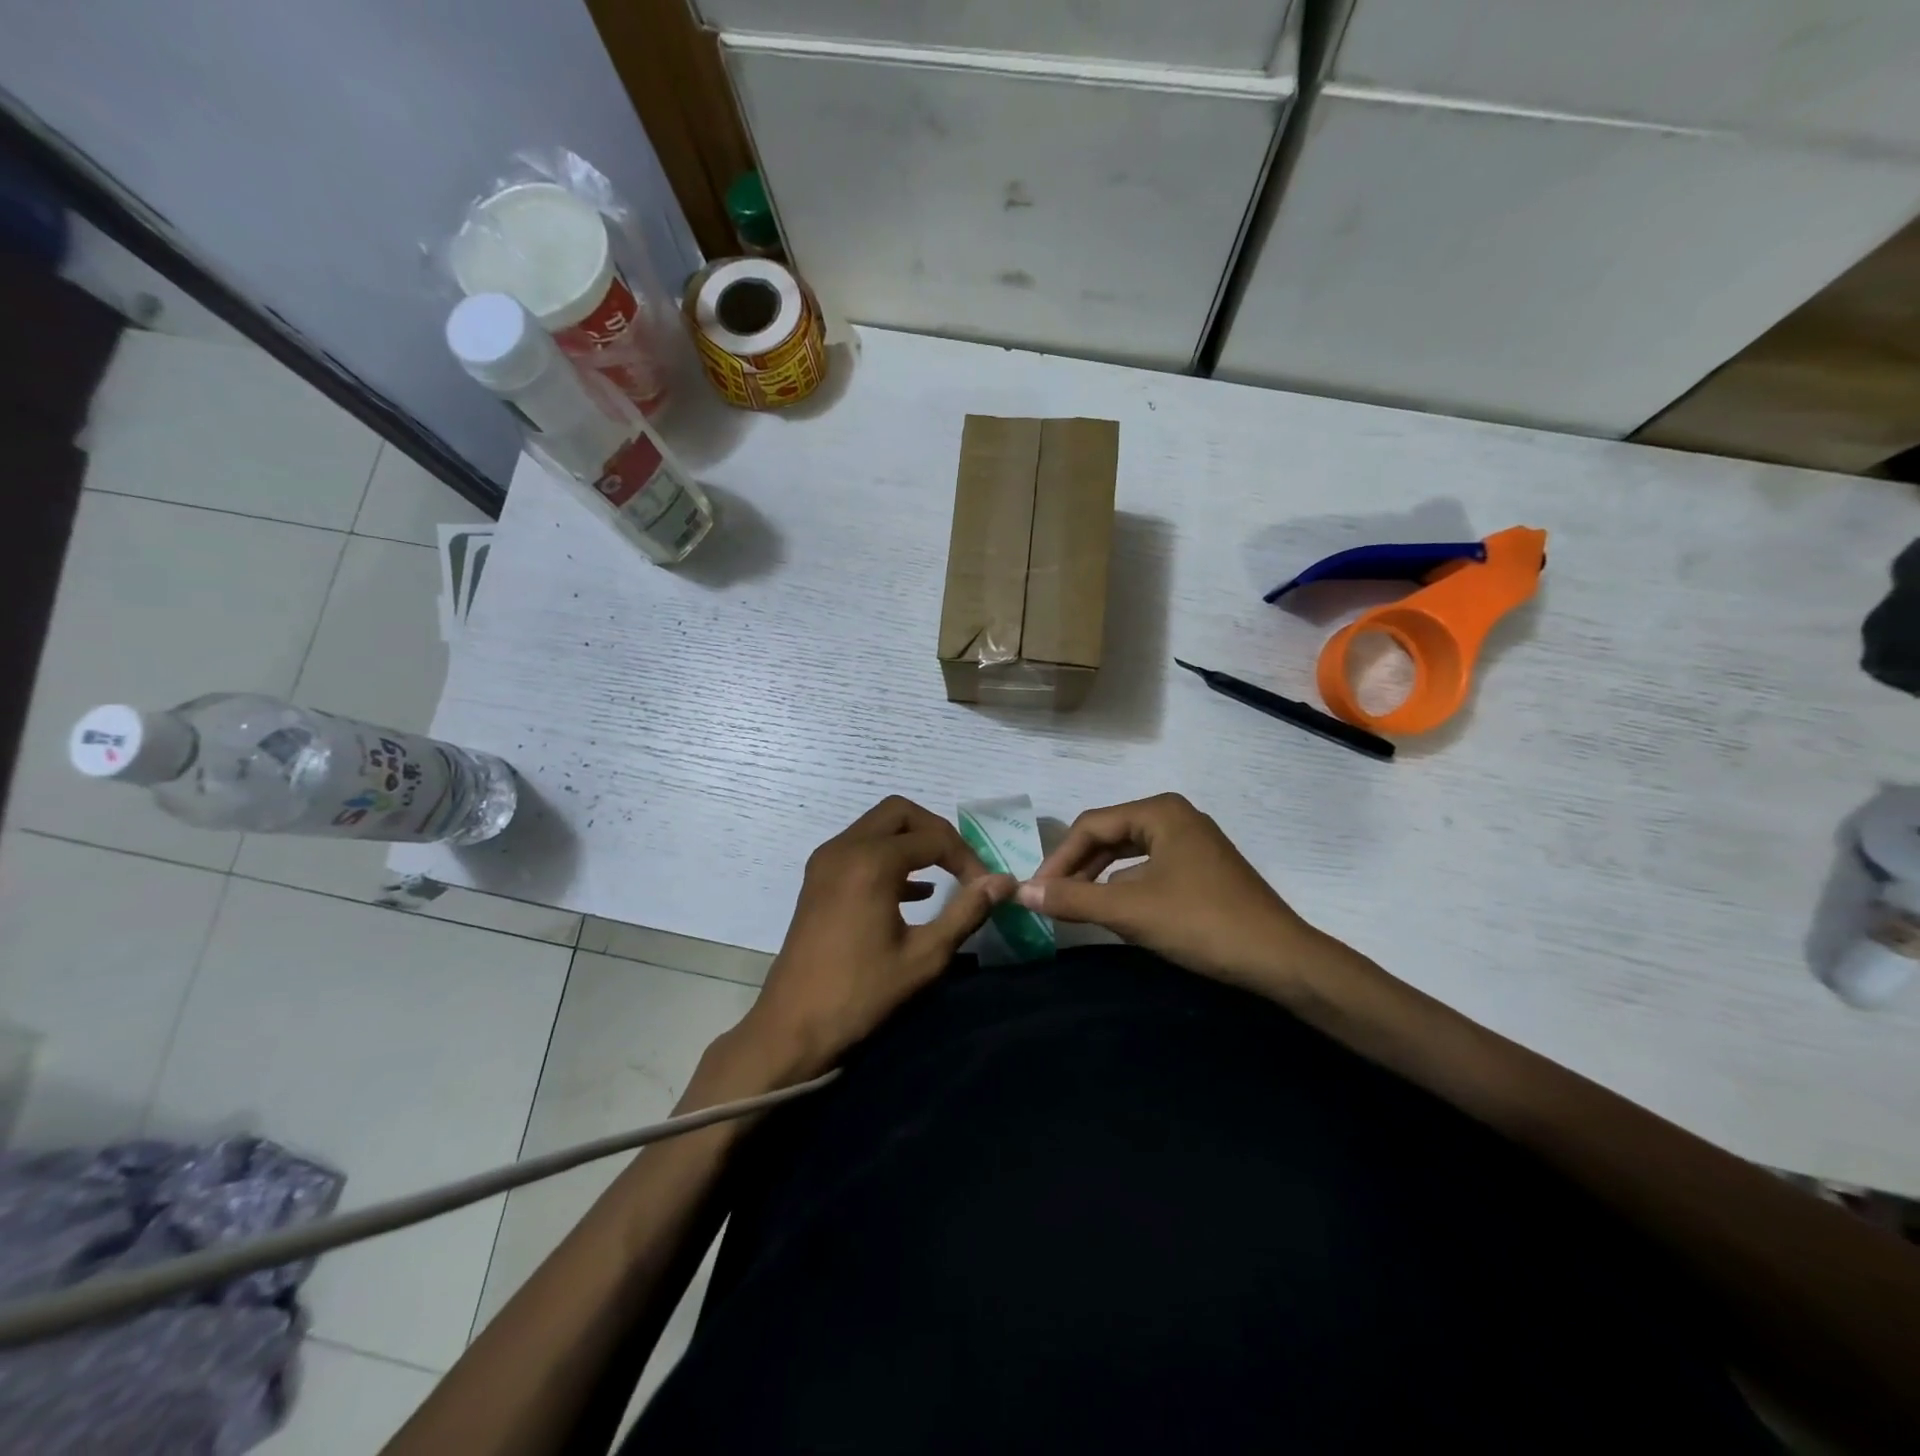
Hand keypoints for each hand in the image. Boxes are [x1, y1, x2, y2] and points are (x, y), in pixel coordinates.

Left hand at [733, 796, 1014, 1080]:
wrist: (792, 1025)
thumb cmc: (861, 993)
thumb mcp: (924, 956)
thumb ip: (966, 912)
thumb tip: (1004, 881)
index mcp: (871, 862)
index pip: (933, 838)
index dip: (966, 858)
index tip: (985, 887)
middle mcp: (845, 848)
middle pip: (900, 813)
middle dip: (936, 832)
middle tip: (961, 865)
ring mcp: (826, 861)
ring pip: (877, 826)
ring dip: (912, 842)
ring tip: (945, 876)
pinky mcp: (818, 878)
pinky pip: (860, 847)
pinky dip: (889, 856)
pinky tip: (915, 893)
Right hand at [1016, 793, 1320, 994]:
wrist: (1281, 960)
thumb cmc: (1202, 923)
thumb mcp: (1130, 910)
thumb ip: (1073, 898)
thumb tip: (1021, 892)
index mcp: (1159, 811)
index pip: (1091, 825)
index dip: (1058, 858)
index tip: (1035, 891)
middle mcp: (1175, 817)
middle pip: (1109, 835)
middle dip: (1078, 867)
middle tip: (1051, 899)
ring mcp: (1192, 843)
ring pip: (1129, 853)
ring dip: (1099, 879)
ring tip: (1076, 906)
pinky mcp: (1202, 869)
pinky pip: (1149, 868)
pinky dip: (1126, 887)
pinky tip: (1116, 911)